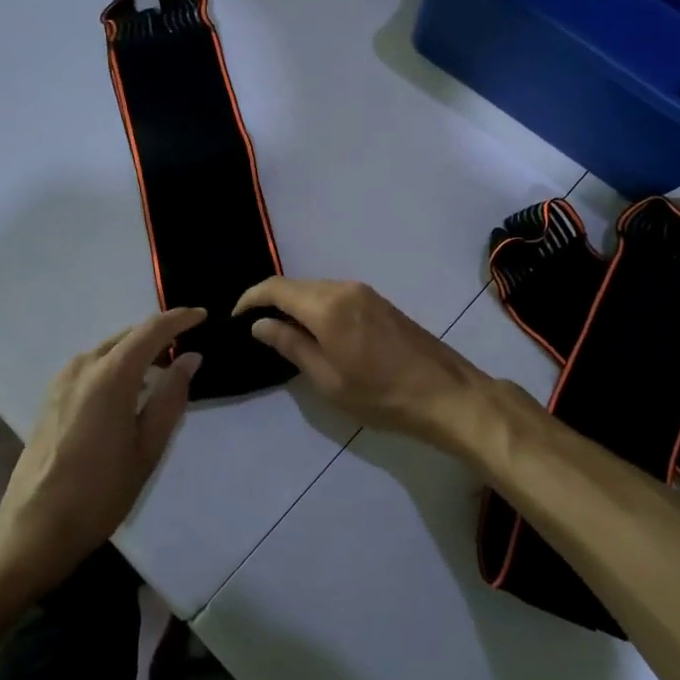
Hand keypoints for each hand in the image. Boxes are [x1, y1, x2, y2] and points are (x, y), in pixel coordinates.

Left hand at [0, 307, 205, 595]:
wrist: (36, 526)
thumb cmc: (101, 491)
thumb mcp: (148, 447)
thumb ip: (171, 397)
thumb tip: (190, 358)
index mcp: (110, 375)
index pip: (151, 330)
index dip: (180, 319)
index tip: (203, 316)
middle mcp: (83, 366)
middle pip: (128, 336)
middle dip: (159, 336)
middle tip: (188, 348)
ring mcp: (63, 379)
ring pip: (109, 349)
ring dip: (137, 351)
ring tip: (163, 371)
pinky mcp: (52, 395)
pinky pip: (92, 365)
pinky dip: (116, 365)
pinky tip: (129, 390)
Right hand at [234, 278, 491, 455]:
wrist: (445, 394)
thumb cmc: (380, 395)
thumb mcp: (327, 379)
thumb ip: (291, 345)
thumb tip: (260, 324)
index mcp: (327, 306)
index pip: (276, 288)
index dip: (250, 298)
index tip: (235, 317)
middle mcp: (344, 288)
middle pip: (296, 285)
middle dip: (271, 301)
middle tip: (255, 328)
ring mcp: (365, 292)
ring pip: (316, 289)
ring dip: (295, 304)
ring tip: (282, 333)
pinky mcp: (378, 301)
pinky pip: (335, 295)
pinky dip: (316, 306)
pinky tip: (314, 331)